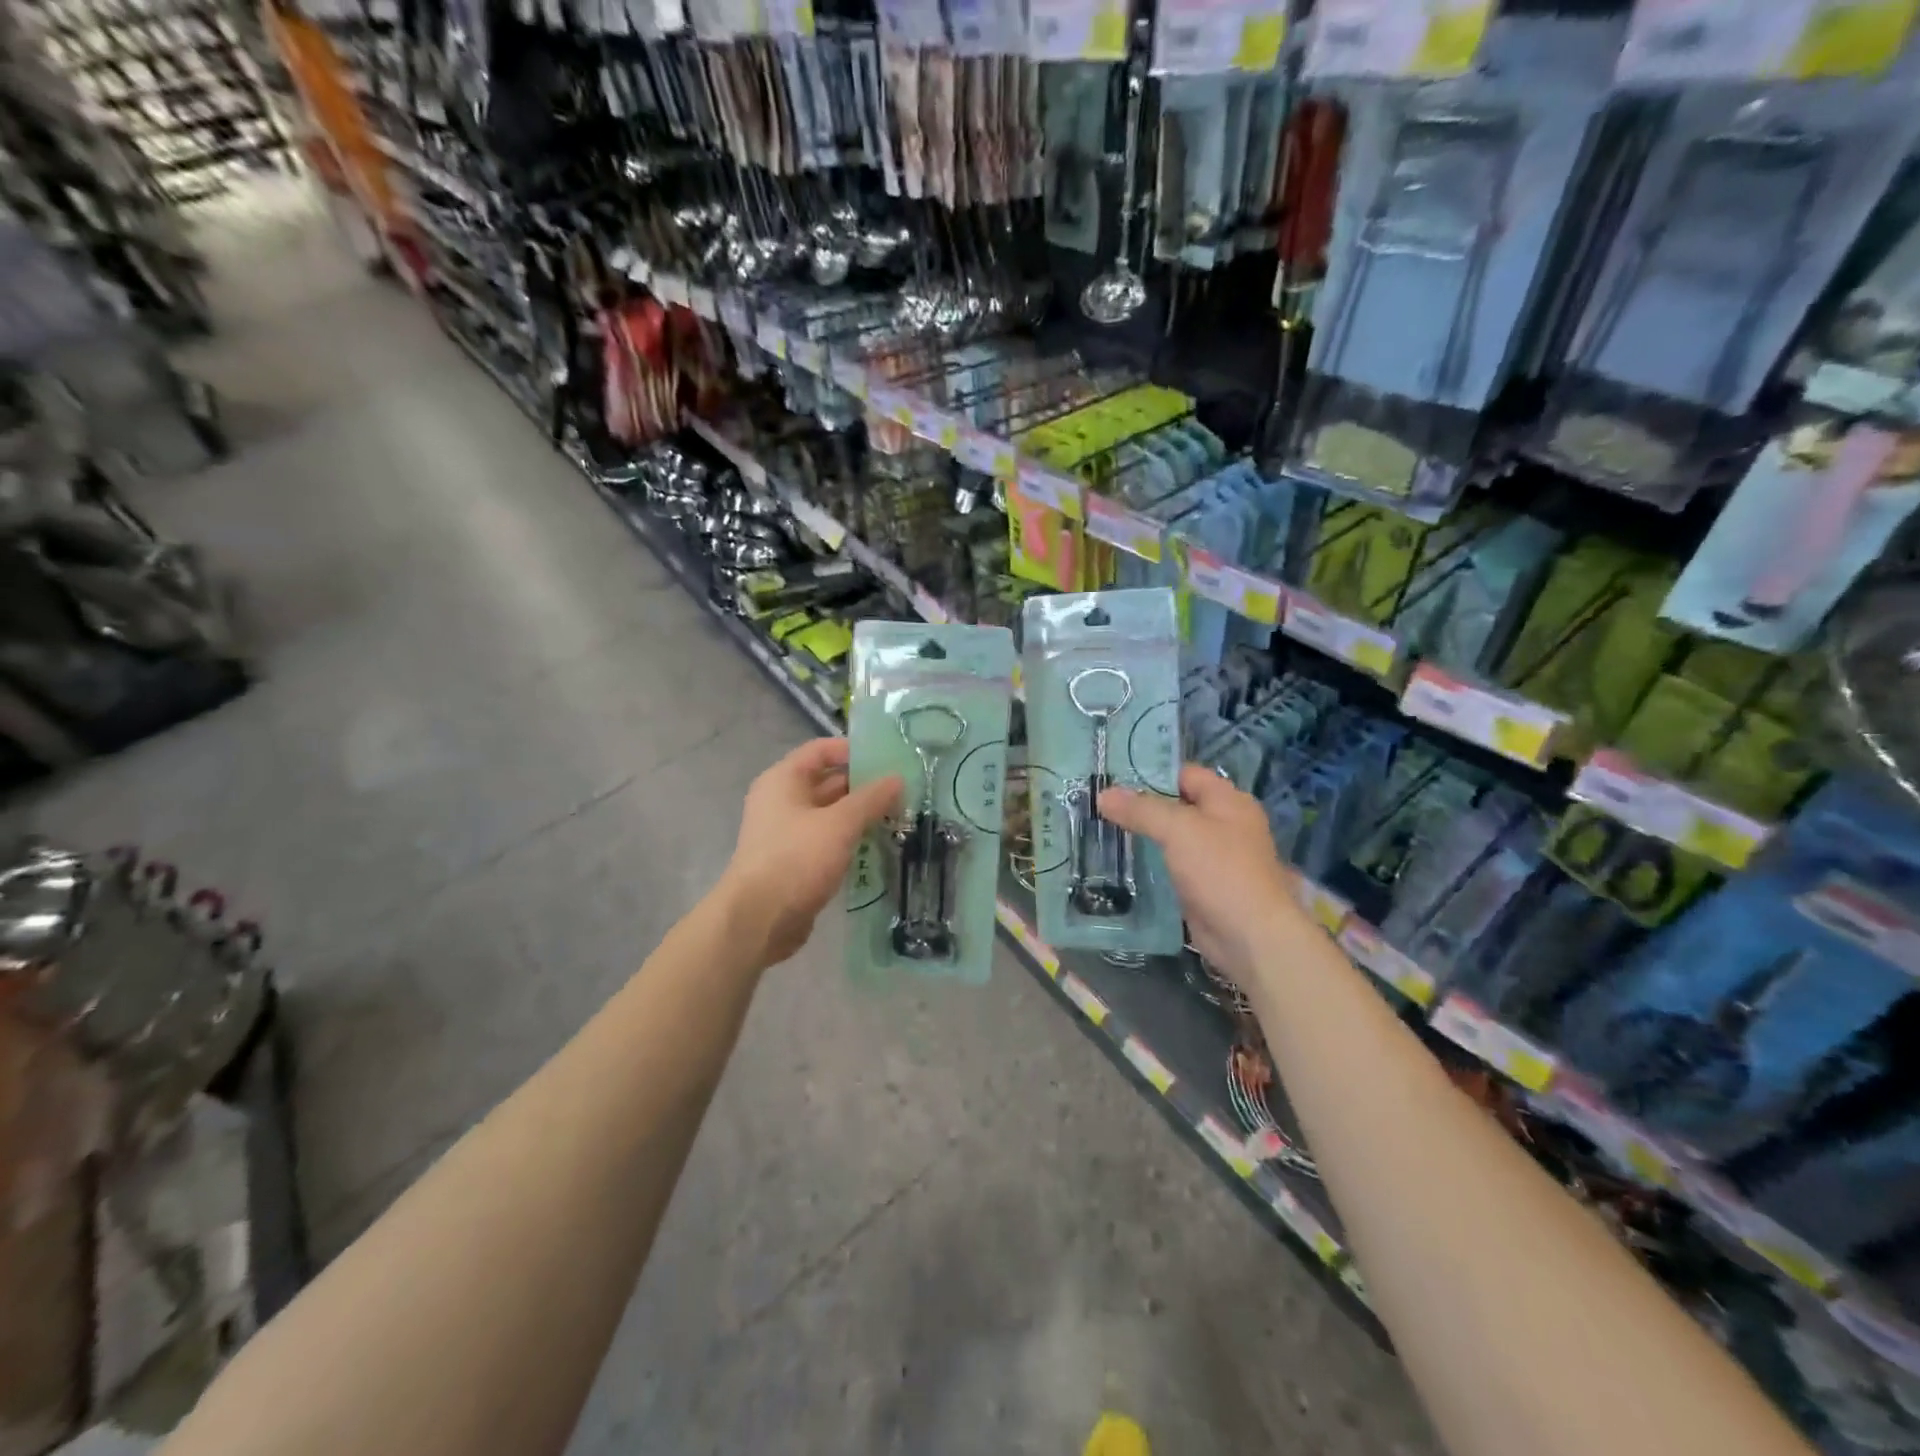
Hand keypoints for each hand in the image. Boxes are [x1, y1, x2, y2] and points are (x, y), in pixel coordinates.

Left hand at [720, 738, 901, 966]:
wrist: (759, 920)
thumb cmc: (796, 859)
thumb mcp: (839, 824)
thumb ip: (870, 799)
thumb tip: (897, 778)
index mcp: (784, 780)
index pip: (821, 750)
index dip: (852, 750)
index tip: (888, 759)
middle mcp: (782, 801)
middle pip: (828, 782)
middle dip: (864, 786)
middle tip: (904, 791)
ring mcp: (788, 833)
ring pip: (831, 814)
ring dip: (860, 815)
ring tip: (899, 817)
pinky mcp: (796, 861)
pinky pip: (828, 840)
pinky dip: (850, 839)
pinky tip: (879, 845)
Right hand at [1099, 765, 1306, 987]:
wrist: (1250, 937)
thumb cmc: (1220, 871)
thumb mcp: (1178, 830)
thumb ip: (1141, 809)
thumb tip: (1103, 794)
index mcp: (1228, 801)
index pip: (1185, 774)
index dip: (1151, 772)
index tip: (1112, 776)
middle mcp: (1224, 824)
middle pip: (1177, 804)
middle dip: (1141, 804)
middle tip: (1099, 803)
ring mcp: (1215, 857)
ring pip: (1172, 836)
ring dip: (1143, 834)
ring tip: (1102, 828)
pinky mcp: (1203, 885)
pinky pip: (1171, 864)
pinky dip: (1150, 862)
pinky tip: (1121, 861)